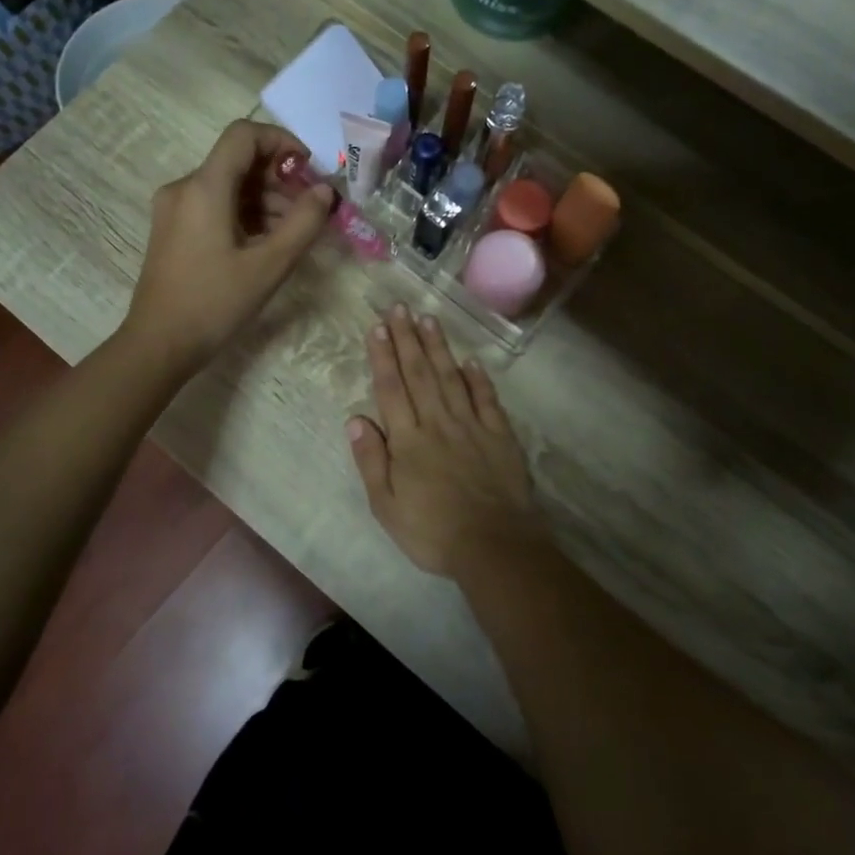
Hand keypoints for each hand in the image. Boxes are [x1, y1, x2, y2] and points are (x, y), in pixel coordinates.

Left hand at [123, 120, 335, 375]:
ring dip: (264, 200)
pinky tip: (264, 244)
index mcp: (204, 187)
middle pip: (237, 162)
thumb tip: (325, 192)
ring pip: (227, 186)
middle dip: (278, 179)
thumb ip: (303, 223)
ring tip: (292, 235)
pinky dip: (243, 215)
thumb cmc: (214, 303)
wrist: (158, 345)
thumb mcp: (269, 266)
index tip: (308, 170)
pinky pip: (213, 206)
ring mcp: (174, 209)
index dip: (281, 142)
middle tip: (309, 211)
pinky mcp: (172, 230)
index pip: (243, 135)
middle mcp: (184, 188)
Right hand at [347, 304, 542, 575]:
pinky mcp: (499, 436)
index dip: (383, 356)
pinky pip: (486, 400)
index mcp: (408, 441)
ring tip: (428, 319)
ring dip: (438, 348)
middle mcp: (438, 423)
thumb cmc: (432, 532)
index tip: (377, 327)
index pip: (391, 389)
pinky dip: (477, 378)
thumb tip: (355, 419)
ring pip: (450, 378)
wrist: (494, 546)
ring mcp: (471, 426)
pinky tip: (470, 360)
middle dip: (407, 338)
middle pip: (419, 374)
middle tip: (399, 308)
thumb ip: (371, 460)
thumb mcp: (386, 506)